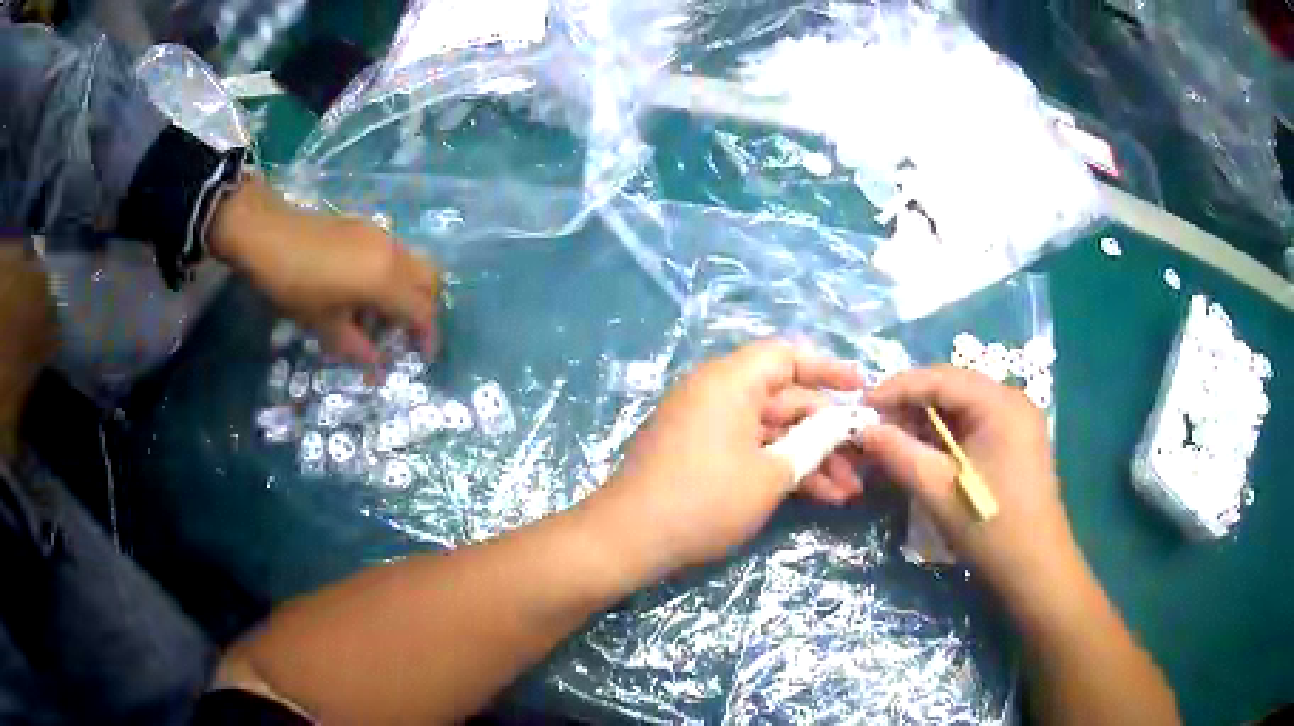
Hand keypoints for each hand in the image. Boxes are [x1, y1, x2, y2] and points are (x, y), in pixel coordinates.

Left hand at [209, 178, 439, 364]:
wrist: (269, 233)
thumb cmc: (296, 285)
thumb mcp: (324, 324)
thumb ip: (356, 347)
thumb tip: (377, 364)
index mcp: (386, 280)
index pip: (422, 311)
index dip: (427, 336)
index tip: (423, 357)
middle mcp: (393, 255)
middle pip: (430, 281)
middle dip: (425, 309)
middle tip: (406, 333)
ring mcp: (382, 236)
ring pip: (413, 265)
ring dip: (407, 292)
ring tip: (380, 316)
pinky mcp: (367, 228)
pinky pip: (395, 255)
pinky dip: (393, 276)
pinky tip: (363, 291)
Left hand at [579, 341, 863, 576]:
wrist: (630, 537)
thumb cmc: (706, 499)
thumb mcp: (770, 475)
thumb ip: (811, 444)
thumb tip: (838, 425)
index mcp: (730, 381)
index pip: (786, 356)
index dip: (827, 369)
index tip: (861, 388)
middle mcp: (716, 393)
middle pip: (784, 399)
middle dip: (825, 433)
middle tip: (861, 460)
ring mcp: (705, 424)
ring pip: (770, 431)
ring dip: (808, 458)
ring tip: (847, 491)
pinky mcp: (699, 453)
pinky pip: (749, 448)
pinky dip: (779, 467)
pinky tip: (817, 496)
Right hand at [856, 365, 1076, 604]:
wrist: (1036, 568)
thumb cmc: (991, 528)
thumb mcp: (938, 491)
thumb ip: (899, 453)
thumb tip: (864, 429)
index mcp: (1000, 404)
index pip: (941, 378)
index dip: (898, 387)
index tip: (862, 405)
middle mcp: (1012, 401)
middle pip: (953, 387)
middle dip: (911, 403)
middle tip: (874, 423)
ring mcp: (1017, 421)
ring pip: (962, 406)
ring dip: (926, 420)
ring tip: (892, 437)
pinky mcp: (1016, 441)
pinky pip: (974, 424)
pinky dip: (945, 434)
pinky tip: (923, 450)